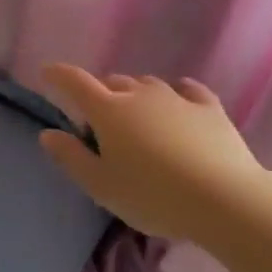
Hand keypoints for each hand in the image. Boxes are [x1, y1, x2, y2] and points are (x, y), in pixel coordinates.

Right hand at [38, 65, 271, 242]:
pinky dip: (176, 92)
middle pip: (113, 82)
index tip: (47, 72)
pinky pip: (187, 90)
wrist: (224, 199)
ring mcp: (176, 98)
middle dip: (101, 93)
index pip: (75, 82)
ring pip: (147, 84)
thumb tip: (49, 134)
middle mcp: (139, 94)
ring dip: (136, 94)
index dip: (58, 75)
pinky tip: (179, 100)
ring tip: (138, 116)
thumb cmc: (152, 196)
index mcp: (108, 110)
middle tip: (100, 122)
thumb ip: (71, 157)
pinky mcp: (209, 108)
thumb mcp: (101, 186)